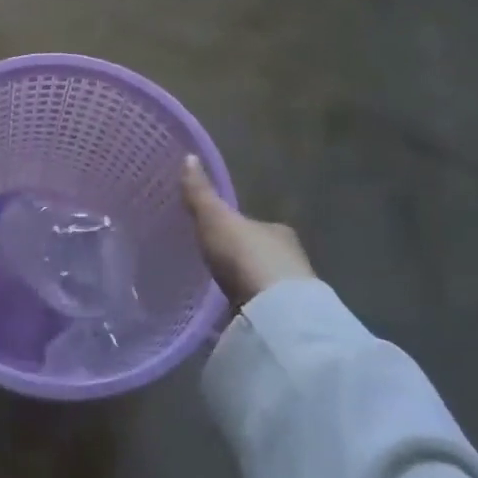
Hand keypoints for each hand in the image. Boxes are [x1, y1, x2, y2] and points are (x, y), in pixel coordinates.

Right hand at [181, 154, 313, 306]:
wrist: (275, 312)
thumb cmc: (246, 257)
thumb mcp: (215, 219)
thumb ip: (201, 194)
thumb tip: (188, 156)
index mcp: (277, 231)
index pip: (254, 226)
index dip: (236, 229)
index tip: (217, 236)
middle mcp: (290, 258)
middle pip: (260, 255)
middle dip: (241, 260)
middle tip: (214, 266)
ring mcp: (290, 293)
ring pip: (262, 285)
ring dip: (245, 288)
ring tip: (217, 293)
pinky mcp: (283, 322)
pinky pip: (259, 312)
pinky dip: (246, 313)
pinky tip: (229, 317)